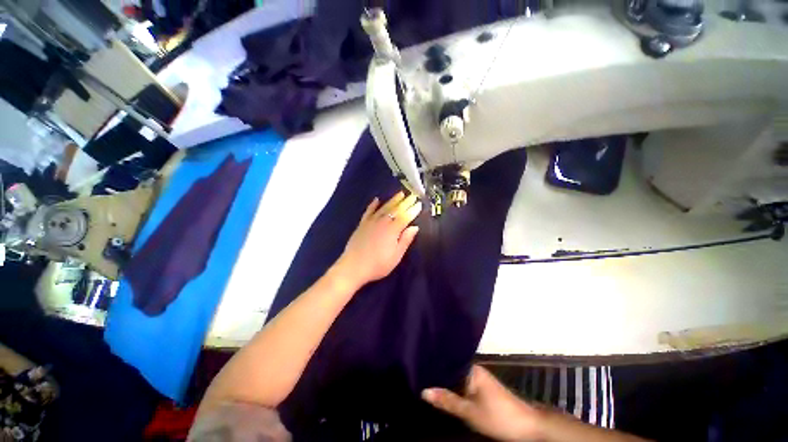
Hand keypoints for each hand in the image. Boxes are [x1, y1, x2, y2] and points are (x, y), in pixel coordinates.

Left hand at [336, 192, 421, 286]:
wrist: (353, 266)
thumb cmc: (378, 264)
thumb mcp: (396, 256)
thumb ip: (405, 240)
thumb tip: (415, 227)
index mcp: (393, 230)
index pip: (405, 217)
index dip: (413, 210)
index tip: (419, 204)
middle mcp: (383, 222)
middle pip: (396, 209)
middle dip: (405, 202)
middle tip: (412, 195)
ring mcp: (371, 221)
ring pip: (384, 207)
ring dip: (393, 200)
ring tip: (400, 194)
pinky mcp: (362, 224)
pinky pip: (369, 211)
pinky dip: (373, 205)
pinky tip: (376, 199)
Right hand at [422, 365, 541, 440]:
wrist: (529, 427)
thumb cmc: (499, 417)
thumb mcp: (470, 412)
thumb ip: (447, 401)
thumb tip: (423, 391)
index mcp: (472, 369)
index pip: (447, 363)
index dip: (433, 367)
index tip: (418, 367)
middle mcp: (475, 369)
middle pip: (452, 371)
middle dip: (438, 377)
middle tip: (419, 378)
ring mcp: (480, 379)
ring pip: (457, 379)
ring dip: (446, 384)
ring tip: (427, 384)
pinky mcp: (483, 389)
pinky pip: (464, 386)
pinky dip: (455, 390)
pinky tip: (445, 394)